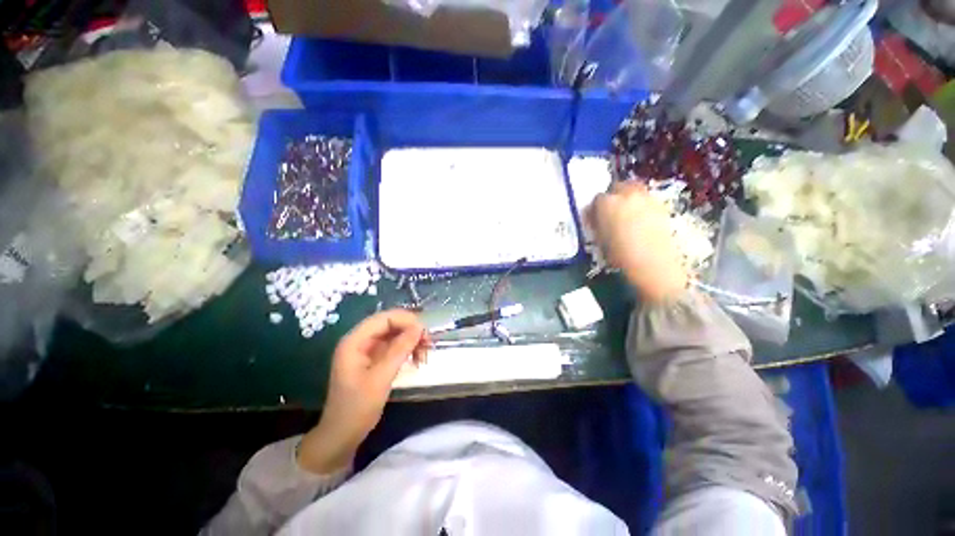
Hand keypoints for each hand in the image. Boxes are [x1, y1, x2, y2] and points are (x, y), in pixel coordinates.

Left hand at [298, 309, 429, 474]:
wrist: (342, 436)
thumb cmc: (357, 408)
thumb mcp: (380, 378)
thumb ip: (400, 350)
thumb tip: (419, 327)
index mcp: (355, 341)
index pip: (384, 318)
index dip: (406, 320)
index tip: (425, 332)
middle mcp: (360, 341)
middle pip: (390, 324)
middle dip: (411, 330)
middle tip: (428, 343)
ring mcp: (367, 350)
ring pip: (394, 334)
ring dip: (411, 340)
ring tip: (425, 353)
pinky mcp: (374, 359)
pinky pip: (394, 346)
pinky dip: (407, 349)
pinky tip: (417, 359)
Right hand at [590, 182, 688, 301]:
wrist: (652, 264)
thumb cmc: (620, 255)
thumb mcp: (599, 240)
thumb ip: (596, 224)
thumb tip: (594, 218)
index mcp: (607, 203)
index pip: (597, 199)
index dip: (595, 209)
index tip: (595, 218)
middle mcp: (627, 195)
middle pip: (617, 187)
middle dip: (613, 196)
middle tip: (611, 212)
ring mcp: (646, 198)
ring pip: (634, 190)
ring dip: (628, 198)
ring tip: (627, 215)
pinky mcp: (662, 206)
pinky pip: (647, 200)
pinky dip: (642, 205)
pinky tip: (641, 221)